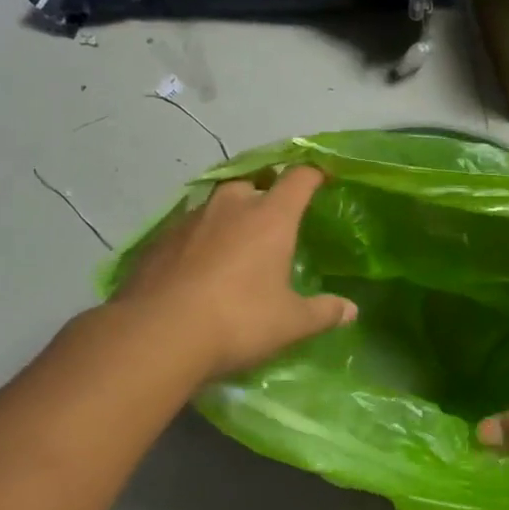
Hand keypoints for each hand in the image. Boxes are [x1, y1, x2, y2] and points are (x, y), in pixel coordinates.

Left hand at [110, 166, 355, 380]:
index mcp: (270, 218)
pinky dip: (198, 240)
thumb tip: (351, 310)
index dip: (314, 174)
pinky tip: (197, 267)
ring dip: (228, 218)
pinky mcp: (158, 240)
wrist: (157, 335)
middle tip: (273, 221)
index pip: (299, 179)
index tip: (323, 177)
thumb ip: (323, 313)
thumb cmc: (238, 321)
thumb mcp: (290, 323)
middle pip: (253, 184)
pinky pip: (187, 229)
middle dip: (265, 195)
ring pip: (216, 205)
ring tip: (234, 246)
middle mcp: (229, 207)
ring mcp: (189, 220)